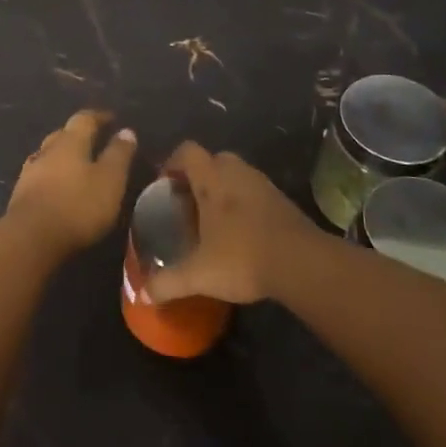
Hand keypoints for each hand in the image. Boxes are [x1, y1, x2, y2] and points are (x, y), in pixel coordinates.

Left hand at [4, 110, 137, 254]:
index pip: (84, 119)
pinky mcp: (21, 192)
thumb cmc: (78, 205)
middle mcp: (47, 149)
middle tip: (94, 140)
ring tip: (77, 164)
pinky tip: (56, 184)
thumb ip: (118, 155)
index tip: (111, 118)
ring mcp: (30, 170)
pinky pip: (40, 174)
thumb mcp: (110, 180)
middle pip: (63, 134)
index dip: (99, 117)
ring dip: (63, 155)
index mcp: (70, 142)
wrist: (31, 237)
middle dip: (79, 134)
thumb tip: (126, 130)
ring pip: (49, 154)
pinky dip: (52, 174)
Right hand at [146, 142, 318, 303]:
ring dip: (224, 188)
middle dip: (200, 175)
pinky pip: (256, 191)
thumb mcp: (199, 275)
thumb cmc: (243, 257)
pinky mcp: (283, 201)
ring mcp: (263, 185)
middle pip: (214, 159)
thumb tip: (141, 295)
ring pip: (237, 174)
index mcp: (212, 180)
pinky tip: (242, 232)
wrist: (303, 264)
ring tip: (215, 219)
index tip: (166, 184)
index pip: (188, 151)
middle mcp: (237, 173)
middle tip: (190, 202)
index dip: (173, 162)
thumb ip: (168, 283)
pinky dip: (246, 203)